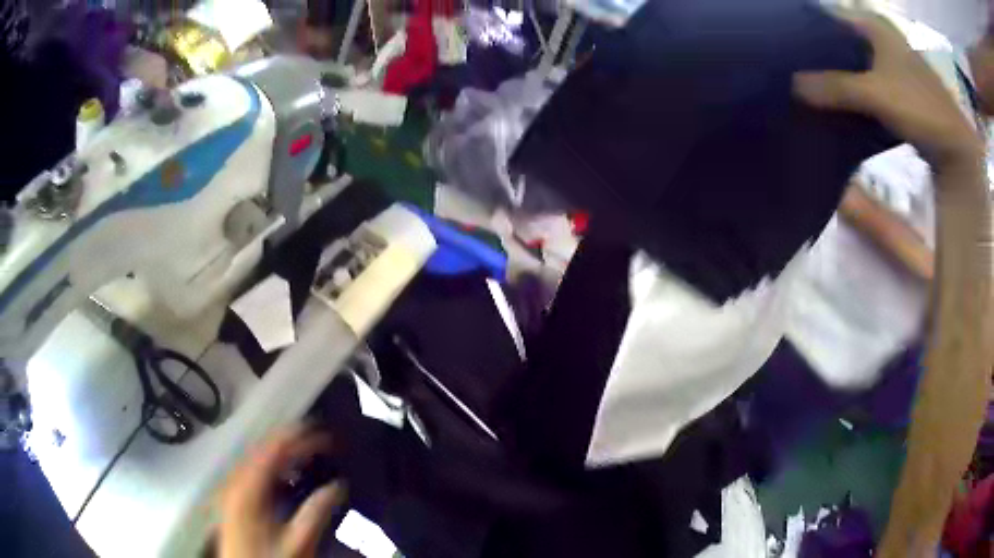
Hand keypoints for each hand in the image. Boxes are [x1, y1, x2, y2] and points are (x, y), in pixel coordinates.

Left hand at [218, 426, 344, 557]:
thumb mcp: (299, 540)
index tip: (325, 434)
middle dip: (292, 440)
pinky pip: (252, 469)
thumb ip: (316, 511)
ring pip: (256, 457)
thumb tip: (338, 485)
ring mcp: (231, 487)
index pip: (274, 448)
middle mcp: (236, 479)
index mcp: (249, 486)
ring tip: (306, 449)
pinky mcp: (233, 497)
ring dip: (281, 451)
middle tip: (320, 438)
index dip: (299, 436)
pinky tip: (285, 472)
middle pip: (263, 448)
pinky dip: (271, 464)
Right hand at [793, 10, 983, 167]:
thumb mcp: (876, 95)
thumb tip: (793, 84)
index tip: (787, 50)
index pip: (831, 19)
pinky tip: (841, 103)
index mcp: (874, 25)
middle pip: (842, 41)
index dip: (809, 33)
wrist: (956, 146)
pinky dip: (856, 90)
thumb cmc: (919, 107)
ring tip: (811, 87)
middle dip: (821, 57)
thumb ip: (836, 87)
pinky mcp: (899, 86)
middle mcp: (881, 36)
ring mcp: (892, 62)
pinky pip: (869, 80)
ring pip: (855, 62)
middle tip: (795, 71)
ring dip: (838, 76)